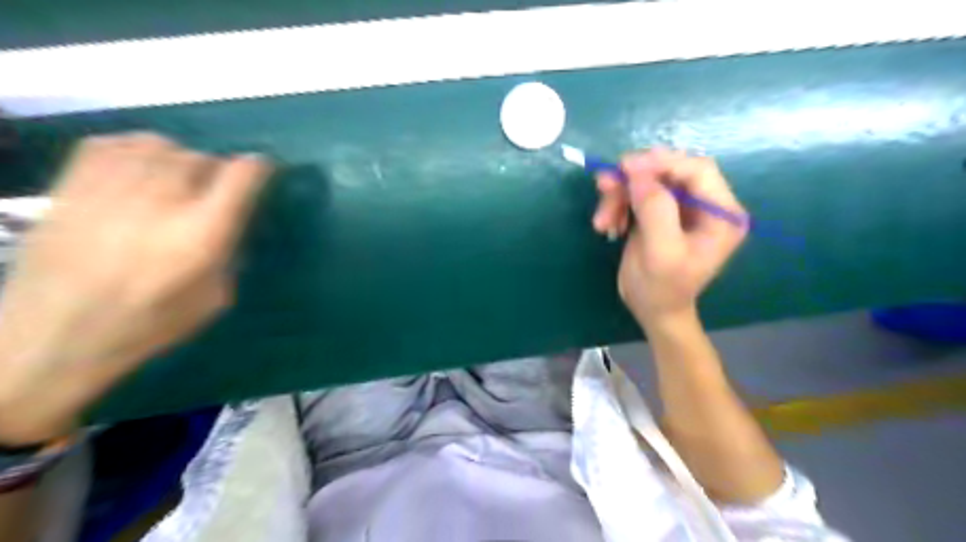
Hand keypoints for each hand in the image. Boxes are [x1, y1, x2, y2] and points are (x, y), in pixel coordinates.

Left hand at [0, 131, 268, 444]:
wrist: (55, 336)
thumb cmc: (149, 323)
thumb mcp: (215, 298)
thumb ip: (229, 254)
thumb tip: (229, 224)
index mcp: (203, 233)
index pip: (241, 176)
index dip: (258, 167)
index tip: (262, 170)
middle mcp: (164, 202)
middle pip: (201, 158)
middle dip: (215, 171)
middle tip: (213, 192)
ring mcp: (114, 190)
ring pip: (160, 146)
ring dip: (178, 159)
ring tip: (176, 178)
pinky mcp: (73, 187)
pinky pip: (112, 145)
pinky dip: (133, 149)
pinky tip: (137, 168)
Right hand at [592, 149, 740, 326]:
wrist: (653, 311)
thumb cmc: (662, 289)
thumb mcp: (660, 253)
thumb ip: (655, 210)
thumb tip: (637, 171)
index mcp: (722, 214)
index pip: (698, 169)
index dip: (662, 163)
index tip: (624, 167)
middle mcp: (707, 204)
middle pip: (670, 171)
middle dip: (634, 179)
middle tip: (604, 187)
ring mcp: (682, 207)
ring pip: (648, 181)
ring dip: (620, 194)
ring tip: (602, 220)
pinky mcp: (661, 211)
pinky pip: (637, 193)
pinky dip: (618, 204)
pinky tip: (608, 225)